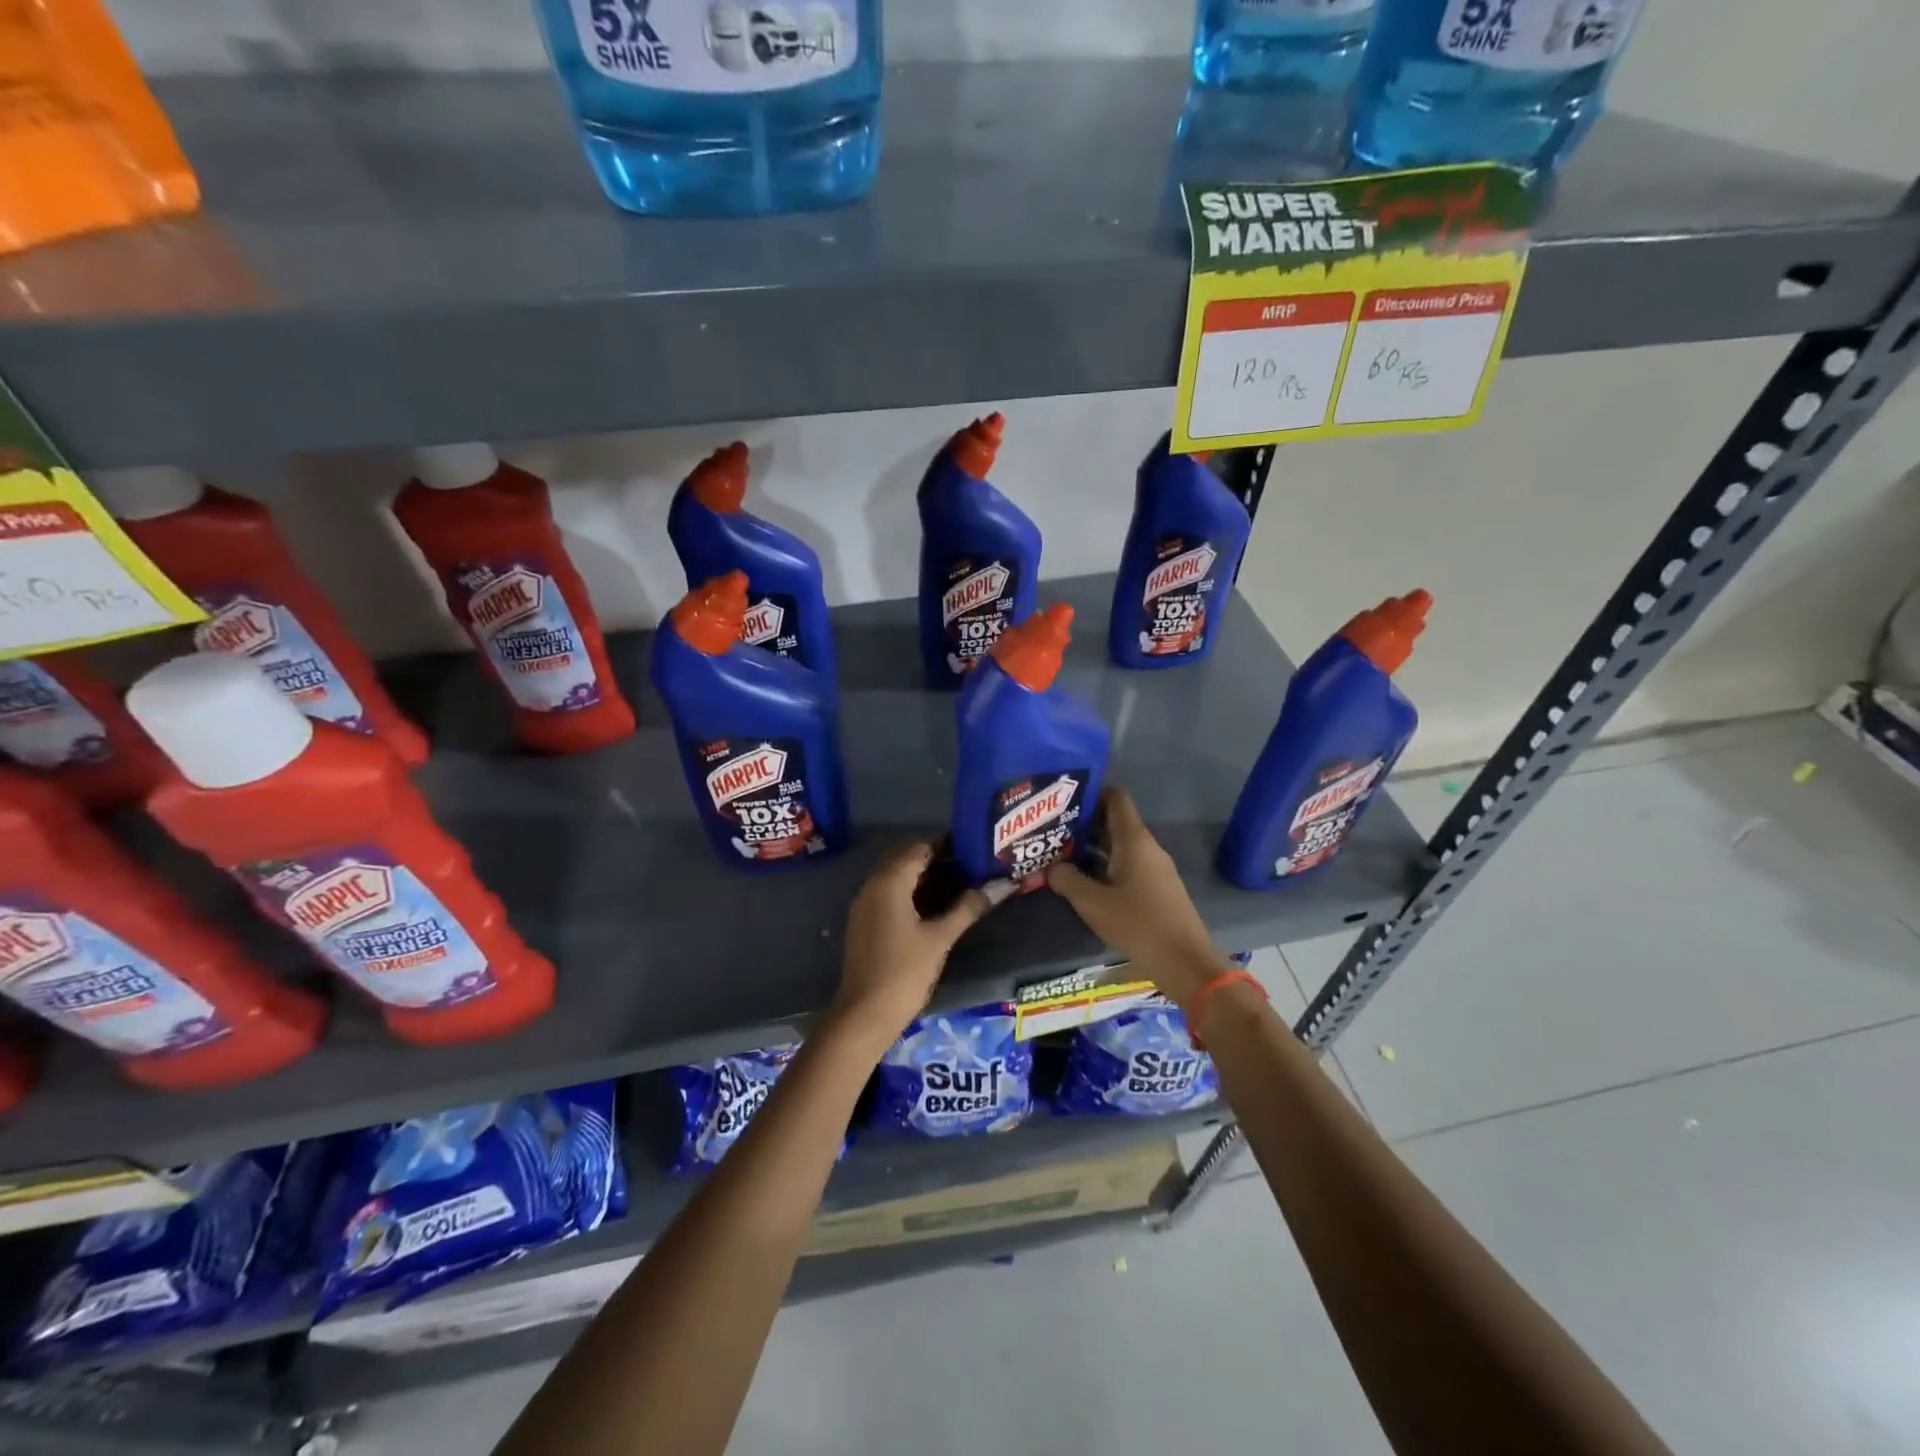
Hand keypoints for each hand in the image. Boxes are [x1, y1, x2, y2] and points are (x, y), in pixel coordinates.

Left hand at [828, 843, 1008, 1057]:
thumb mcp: (940, 939)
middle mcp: (873, 885)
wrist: (863, 1016)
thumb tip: (1001, 885)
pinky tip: (934, 907)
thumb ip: (968, 908)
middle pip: (907, 859)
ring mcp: (865, 905)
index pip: (919, 847)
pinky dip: (911, 893)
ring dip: (924, 877)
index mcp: (889, 882)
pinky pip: (889, 894)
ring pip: (897, 877)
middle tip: (971, 865)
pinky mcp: (864, 922)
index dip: (947, 844)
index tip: (974, 848)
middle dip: (937, 859)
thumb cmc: (904, 972)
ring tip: (960, 883)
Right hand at [1046, 788, 1220, 1008]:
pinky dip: (1104, 866)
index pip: (1115, 797)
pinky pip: (1127, 865)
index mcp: (1134, 840)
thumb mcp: (1092, 903)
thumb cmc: (1138, 925)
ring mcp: (1154, 868)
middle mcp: (1147, 847)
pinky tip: (1084, 881)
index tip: (1062, 800)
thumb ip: (1067, 879)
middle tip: (1051, 830)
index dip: (1090, 793)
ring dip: (1091, 848)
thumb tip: (1051, 867)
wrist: (1185, 963)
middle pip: (1114, 821)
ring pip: (1119, 845)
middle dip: (1083, 823)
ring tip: (1059, 854)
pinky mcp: (1156, 888)